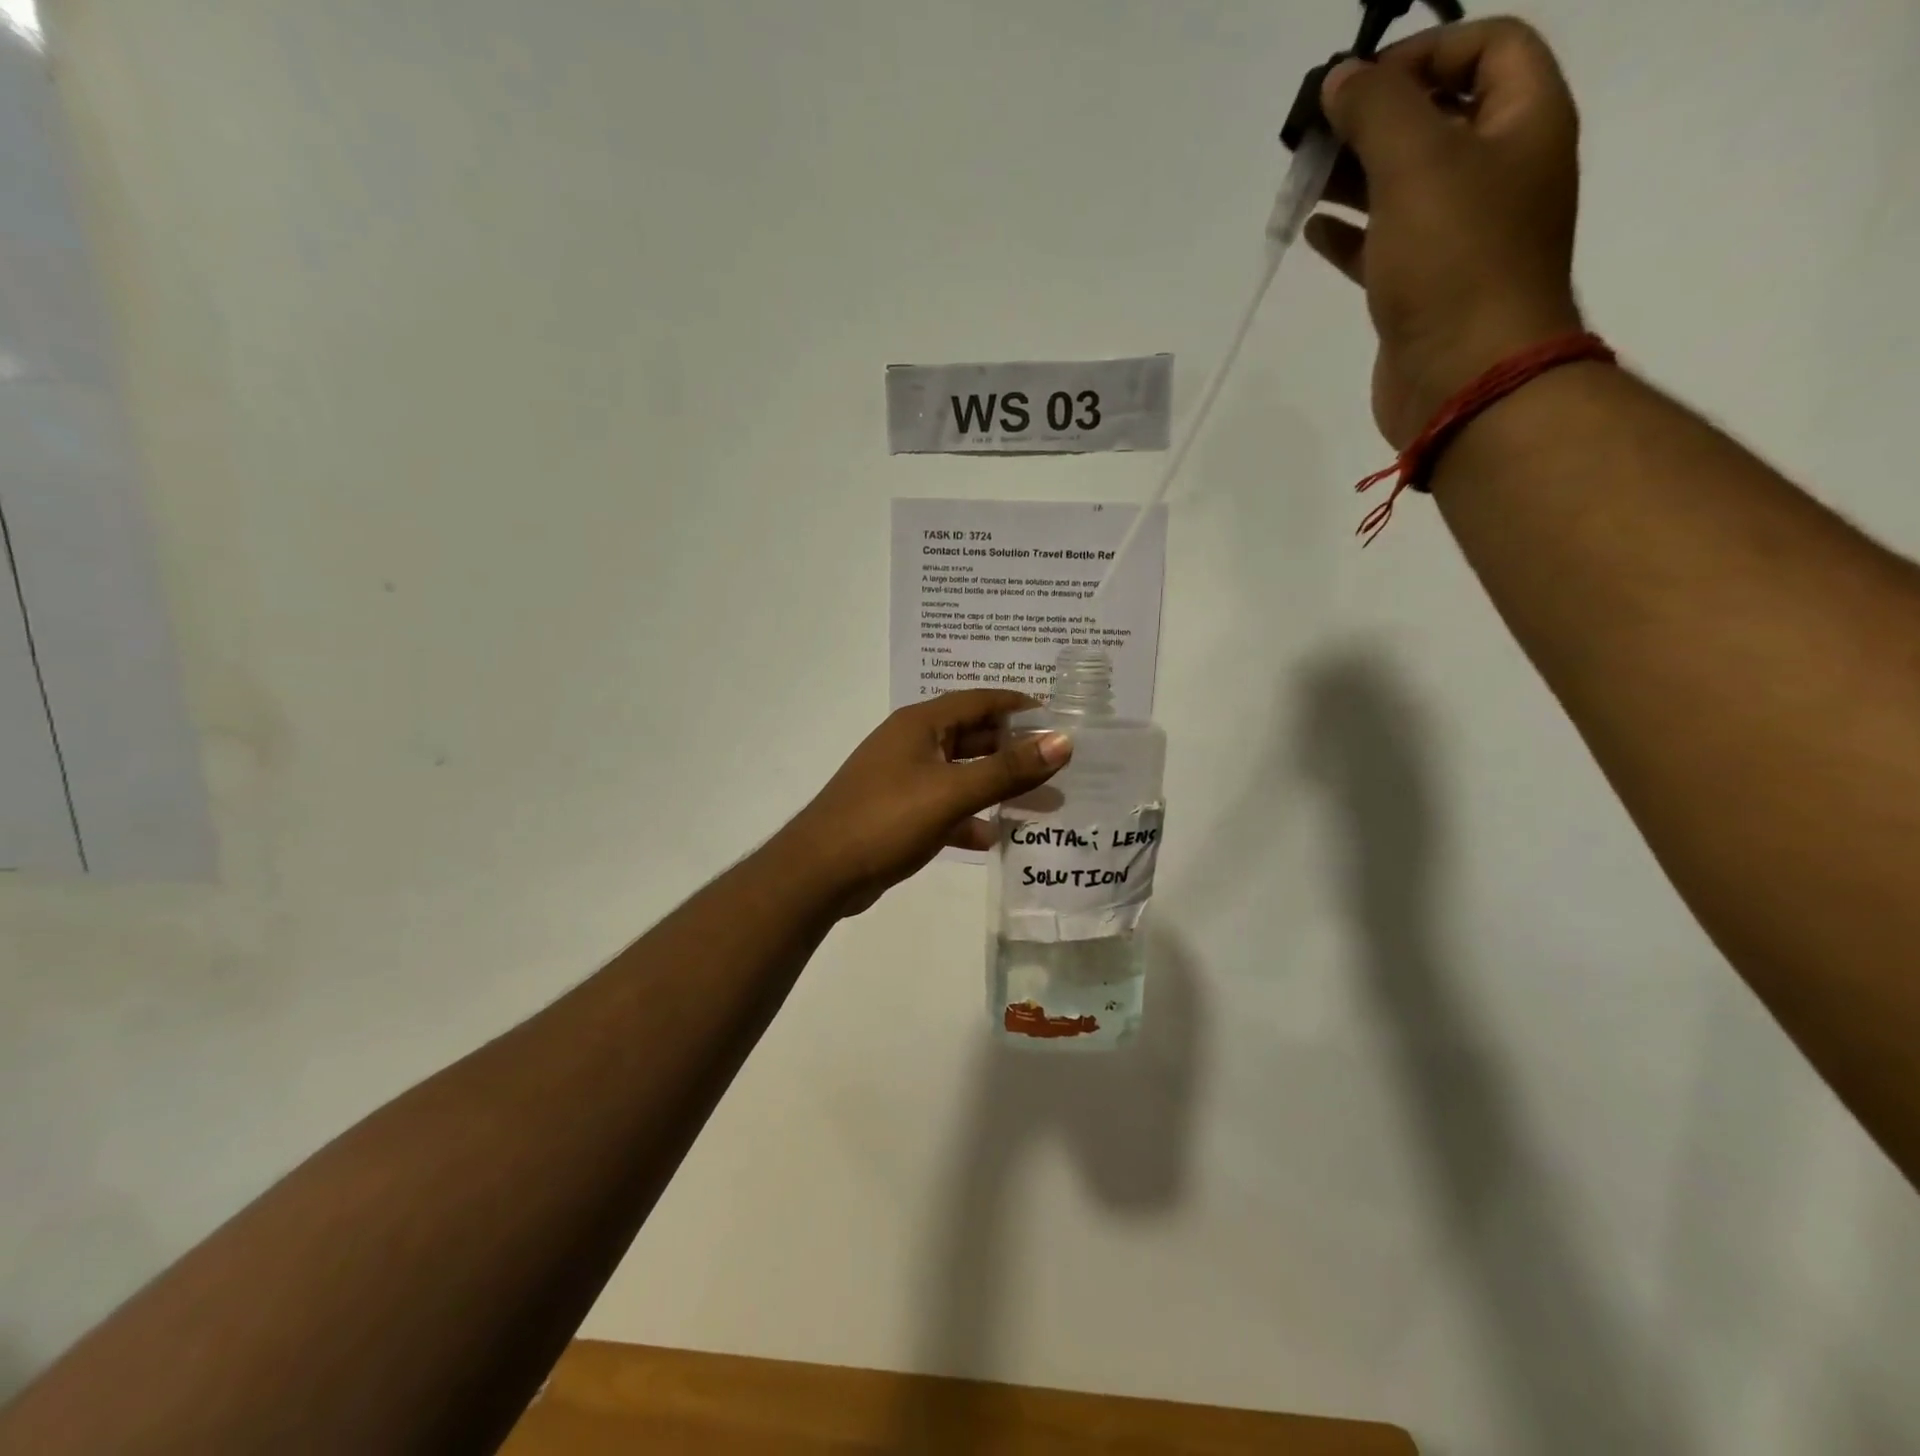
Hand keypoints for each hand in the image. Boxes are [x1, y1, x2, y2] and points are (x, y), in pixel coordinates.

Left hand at [777, 690, 1071, 916]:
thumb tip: (1063, 741)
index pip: (979, 700)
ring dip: (997, 785)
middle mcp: (911, 744)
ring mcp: (903, 779)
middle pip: (973, 736)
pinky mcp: (899, 813)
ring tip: (1042, 801)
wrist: (820, 872)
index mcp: (920, 724)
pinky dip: (969, 818)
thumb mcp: (952, 792)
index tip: (1060, 720)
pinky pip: (945, 806)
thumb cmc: (886, 820)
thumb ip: (1008, 769)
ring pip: (961, 774)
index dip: (1020, 706)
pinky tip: (993, 838)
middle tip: (1059, 764)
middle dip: (1015, 749)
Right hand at [1305, 18, 1584, 447]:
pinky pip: (1384, 246)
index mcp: (1524, 124)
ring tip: (1304, 177)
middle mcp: (1499, 173)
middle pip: (1438, 118)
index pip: (1488, 47)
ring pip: (1404, 186)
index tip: (1360, 81)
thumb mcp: (1418, 163)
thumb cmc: (1455, 262)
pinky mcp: (1423, 290)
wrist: (1465, 380)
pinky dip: (1350, 234)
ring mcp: (1460, 237)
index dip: (1425, 50)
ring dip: (1355, 175)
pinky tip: (1313, 230)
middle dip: (1376, 117)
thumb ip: (1378, 110)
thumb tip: (1341, 78)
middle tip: (1317, 133)